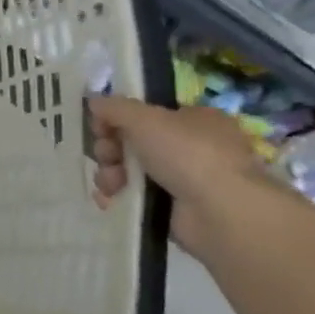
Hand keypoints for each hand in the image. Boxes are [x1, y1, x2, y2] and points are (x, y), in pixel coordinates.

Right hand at [89, 96, 267, 252]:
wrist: (220, 212)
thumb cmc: (187, 154)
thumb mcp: (145, 118)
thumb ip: (115, 107)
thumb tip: (94, 101)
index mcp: (194, 119)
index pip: (146, 114)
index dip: (117, 119)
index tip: (100, 127)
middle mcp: (191, 147)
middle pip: (132, 142)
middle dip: (110, 149)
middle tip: (108, 156)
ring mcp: (182, 179)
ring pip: (129, 170)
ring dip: (110, 174)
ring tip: (111, 184)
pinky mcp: (172, 208)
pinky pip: (133, 196)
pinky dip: (117, 196)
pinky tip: (109, 199)